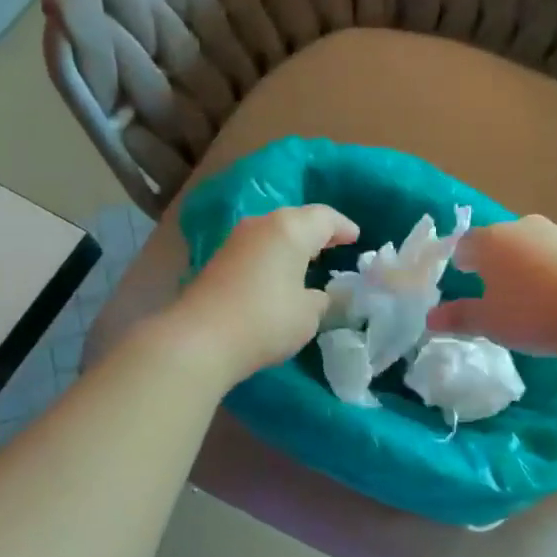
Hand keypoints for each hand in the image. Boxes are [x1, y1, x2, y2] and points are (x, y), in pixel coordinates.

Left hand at [167, 205, 359, 383]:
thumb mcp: (309, 314)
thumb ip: (319, 298)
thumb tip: (314, 294)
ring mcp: (236, 240)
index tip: (356, 238)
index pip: (325, 217)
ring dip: (293, 243)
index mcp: (290, 229)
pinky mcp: (219, 259)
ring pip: (274, 232)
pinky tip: (280, 275)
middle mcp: (262, 225)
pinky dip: (274, 256)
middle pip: (297, 219)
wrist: (200, 339)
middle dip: (317, 232)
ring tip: (308, 261)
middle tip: (334, 246)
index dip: (343, 227)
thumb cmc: (266, 320)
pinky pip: (258, 248)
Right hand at [428, 215, 556, 359]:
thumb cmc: (534, 313)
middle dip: (491, 262)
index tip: (462, 278)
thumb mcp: (491, 323)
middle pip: (497, 241)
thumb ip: (459, 318)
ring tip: (526, 297)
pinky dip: (549, 272)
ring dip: (522, 266)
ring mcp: (556, 234)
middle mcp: (521, 227)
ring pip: (528, 247)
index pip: (463, 244)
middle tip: (492, 290)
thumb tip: (430, 318)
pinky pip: (555, 257)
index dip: (459, 261)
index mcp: (490, 241)